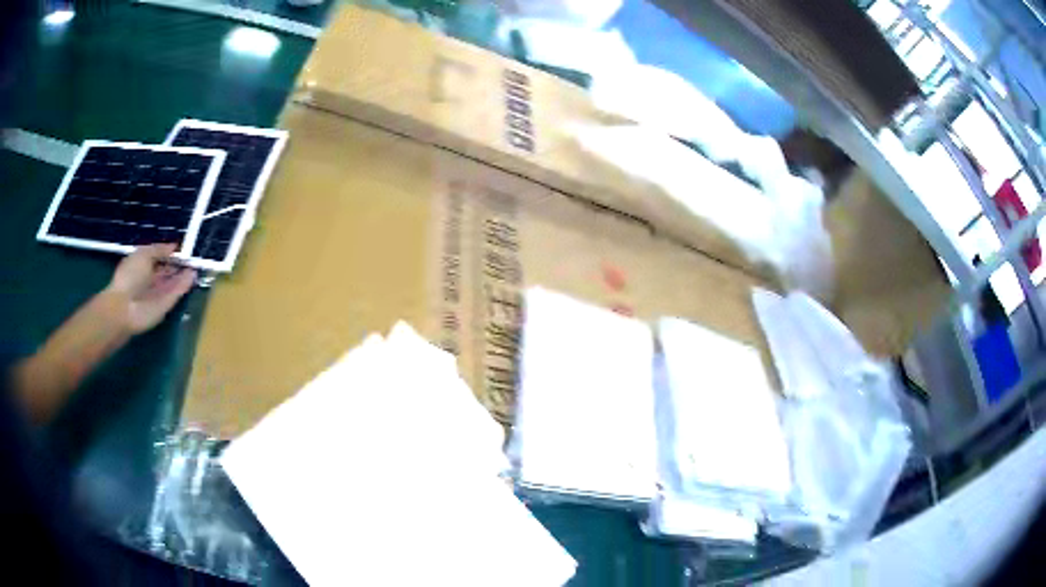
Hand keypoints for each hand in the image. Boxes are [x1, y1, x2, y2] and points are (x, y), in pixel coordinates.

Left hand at [105, 244, 197, 333]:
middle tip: (190, 256)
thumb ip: (159, 249)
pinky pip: (176, 293)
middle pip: (166, 271)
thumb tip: (174, 247)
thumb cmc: (130, 276)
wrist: (125, 308)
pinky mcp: (166, 306)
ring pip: (173, 282)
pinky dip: (184, 284)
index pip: (158, 258)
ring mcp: (158, 294)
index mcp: (142, 266)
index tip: (180, 247)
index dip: (168, 253)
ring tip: (195, 264)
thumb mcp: (143, 254)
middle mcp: (151, 280)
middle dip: (177, 264)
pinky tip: (193, 274)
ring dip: (183, 274)